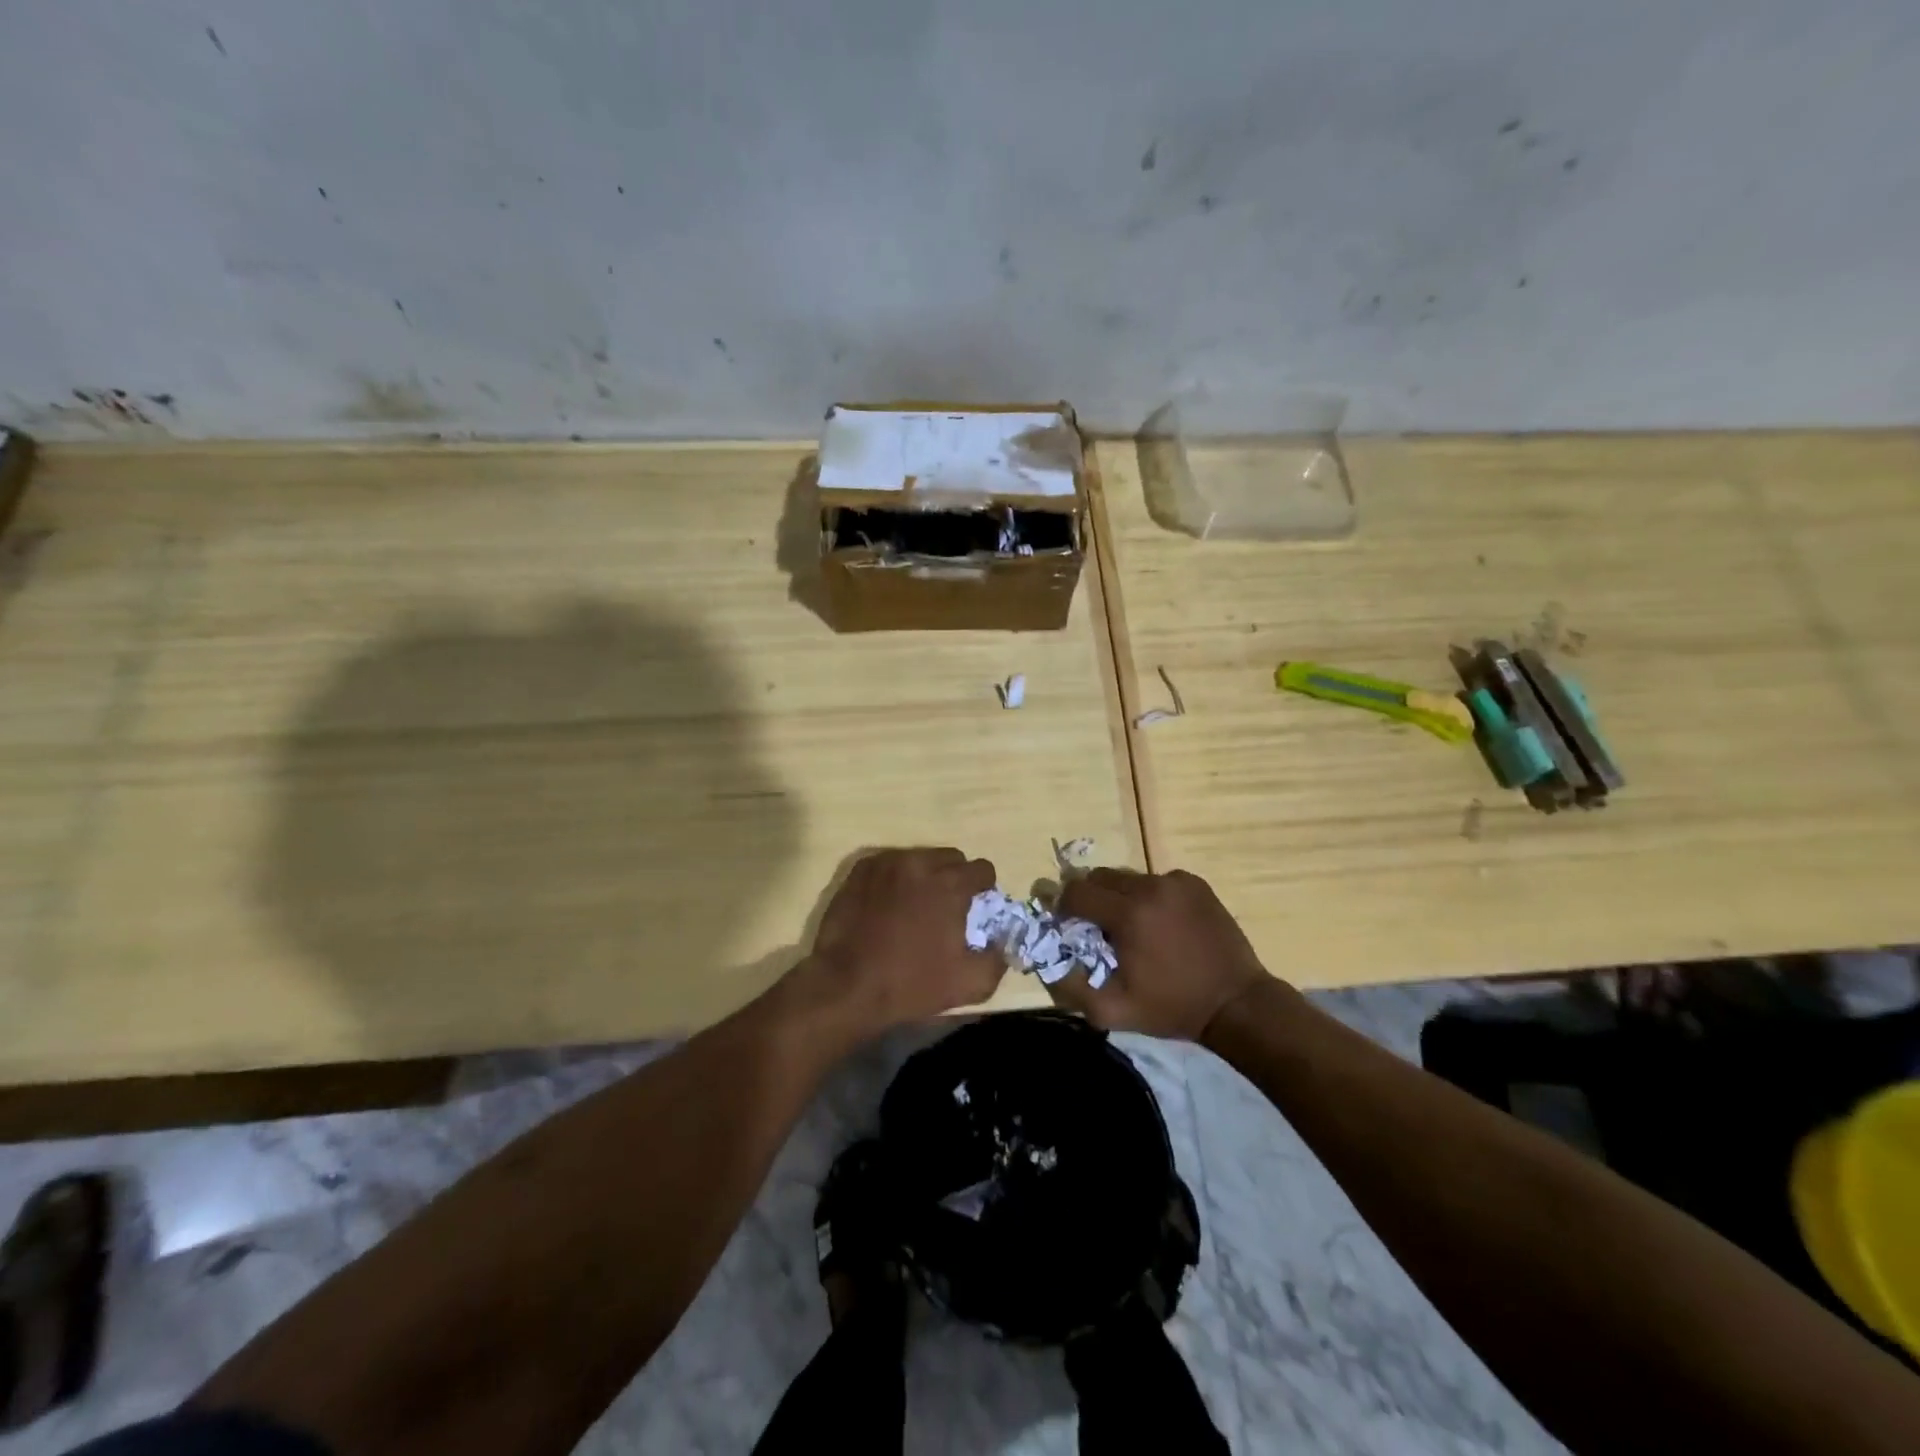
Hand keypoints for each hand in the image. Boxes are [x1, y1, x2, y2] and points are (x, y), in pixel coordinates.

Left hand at [787, 848, 1003, 1038]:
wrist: (846, 985)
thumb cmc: (911, 984)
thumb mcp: (970, 983)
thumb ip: (998, 958)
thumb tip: (1003, 940)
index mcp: (950, 884)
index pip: (983, 869)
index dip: (984, 889)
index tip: (976, 909)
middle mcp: (920, 863)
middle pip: (952, 858)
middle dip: (956, 878)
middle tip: (947, 908)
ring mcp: (887, 863)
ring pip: (920, 858)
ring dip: (925, 876)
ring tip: (914, 906)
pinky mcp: (860, 869)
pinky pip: (889, 864)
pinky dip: (895, 878)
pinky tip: (888, 904)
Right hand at [1049, 868, 1273, 1040]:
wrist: (1237, 1003)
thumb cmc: (1172, 1008)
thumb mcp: (1113, 1011)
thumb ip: (1070, 987)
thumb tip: (1047, 960)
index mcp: (1128, 914)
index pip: (1076, 891)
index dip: (1062, 906)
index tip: (1065, 925)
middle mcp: (1150, 887)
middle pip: (1099, 877)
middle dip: (1088, 897)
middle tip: (1094, 926)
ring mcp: (1175, 881)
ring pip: (1127, 877)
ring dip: (1118, 897)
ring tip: (1130, 927)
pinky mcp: (1194, 883)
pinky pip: (1155, 881)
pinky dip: (1147, 896)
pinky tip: (1159, 923)